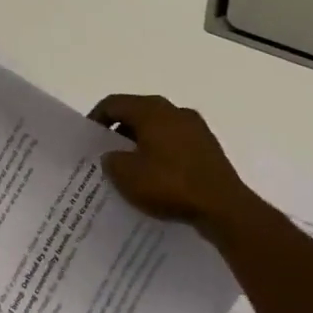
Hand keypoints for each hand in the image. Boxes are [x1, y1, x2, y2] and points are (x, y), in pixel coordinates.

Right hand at [89, 94, 254, 224]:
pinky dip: (161, 155)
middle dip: (119, 132)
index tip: (88, 140)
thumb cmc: (170, 185)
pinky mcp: (209, 149)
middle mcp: (175, 111)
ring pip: (158, 129)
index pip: (114, 103)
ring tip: (130, 169)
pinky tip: (157, 178)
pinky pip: (176, 144)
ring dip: (141, 144)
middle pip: (137, 113)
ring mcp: (196, 128)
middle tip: (106, 154)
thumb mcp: (126, 175)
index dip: (96, 118)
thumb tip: (113, 156)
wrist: (224, 208)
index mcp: (152, 110)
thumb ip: (111, 160)